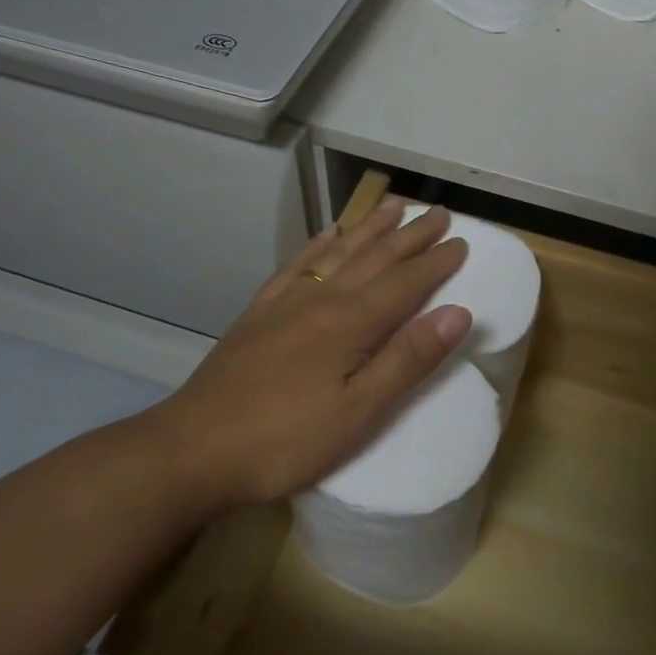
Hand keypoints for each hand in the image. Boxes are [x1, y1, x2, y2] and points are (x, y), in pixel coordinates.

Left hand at [147, 200, 471, 509]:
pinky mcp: (259, 313)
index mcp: (350, 323)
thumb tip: (458, 313)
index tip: (462, 241)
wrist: (194, 449)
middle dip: (410, 235)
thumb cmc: (286, 440)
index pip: (405, 283)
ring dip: (369, 228)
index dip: (436, 263)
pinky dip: (317, 245)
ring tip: (393, 206)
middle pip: (374, 258)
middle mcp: (320, 300)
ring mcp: (285, 303)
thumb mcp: (359, 413)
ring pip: (337, 252)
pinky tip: (327, 235)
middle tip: (438, 213)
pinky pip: (296, 265)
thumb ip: (408, 360)